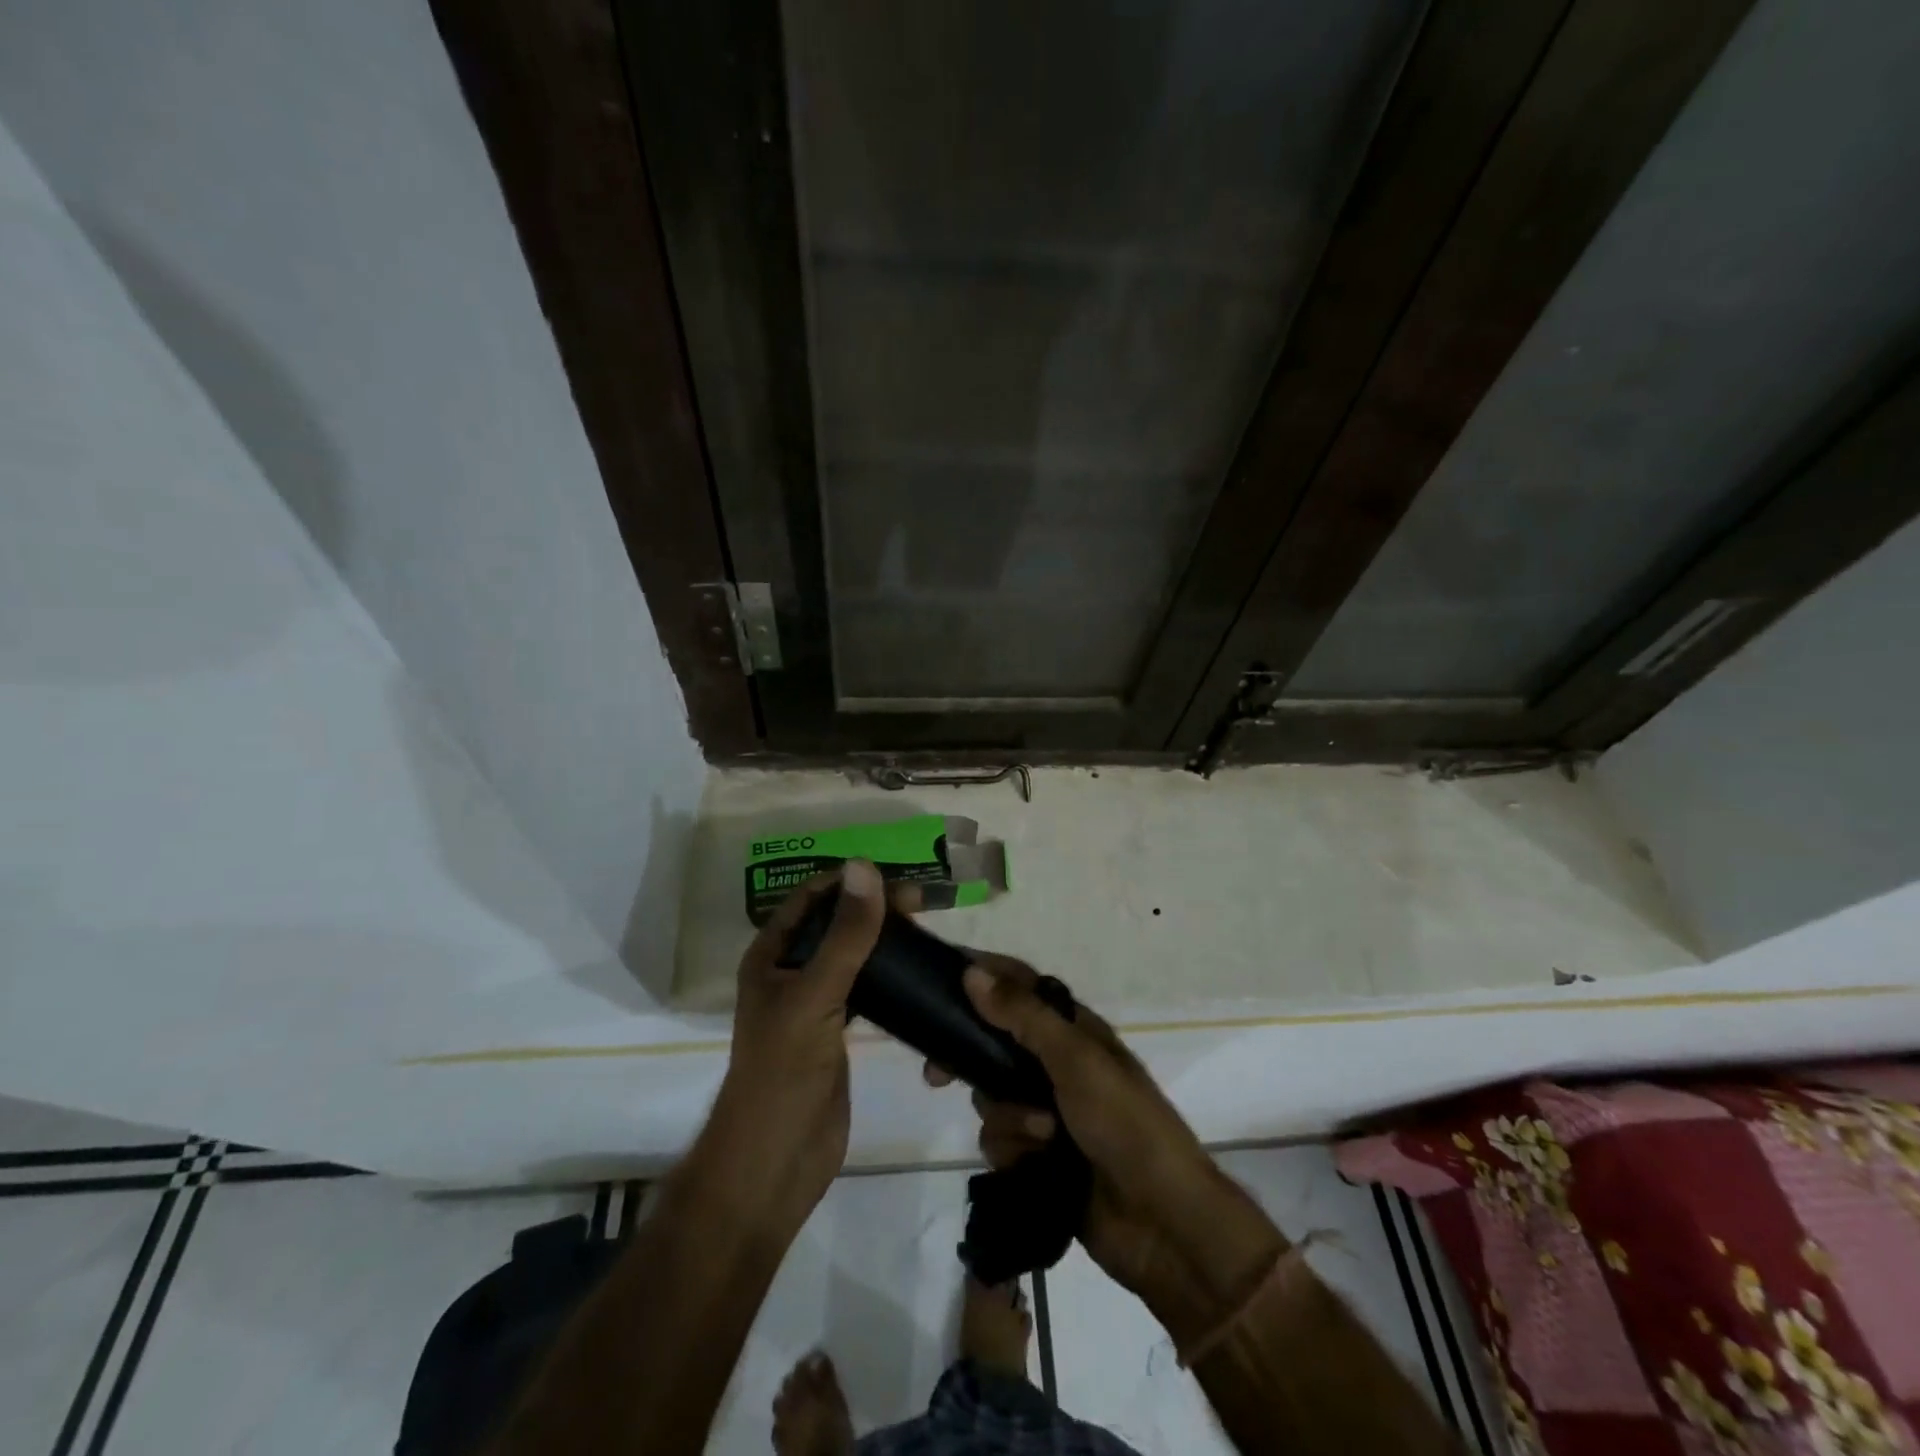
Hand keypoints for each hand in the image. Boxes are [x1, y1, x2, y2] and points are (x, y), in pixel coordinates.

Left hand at [699, 861, 885, 1234]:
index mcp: (771, 956)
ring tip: (925, 931)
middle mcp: (790, 972)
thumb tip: (864, 867)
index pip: (812, 899)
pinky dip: (890, 977)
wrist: (775, 1164)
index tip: (896, 878)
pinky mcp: (837, 1032)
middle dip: (873, 909)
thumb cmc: (783, 1073)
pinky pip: (867, 991)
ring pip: (853, 956)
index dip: (849, 882)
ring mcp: (814, 1003)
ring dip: (884, 941)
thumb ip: (845, 935)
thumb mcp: (815, 996)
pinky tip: (918, 973)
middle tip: (922, 905)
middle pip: (835, 924)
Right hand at [931, 958, 1285, 1340]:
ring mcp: (1046, 1111)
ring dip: (1008, 1118)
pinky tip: (1036, 1164)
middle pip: (992, 1045)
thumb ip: (1023, 1016)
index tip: (939, 981)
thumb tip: (972, 973)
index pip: (1018, 986)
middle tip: (936, 1075)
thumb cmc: (1125, 1124)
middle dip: (970, 1062)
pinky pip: (999, 1141)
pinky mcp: (1038, 1156)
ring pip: (990, 1098)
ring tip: (1042, 1136)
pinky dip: (1013, 1151)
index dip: (982, 978)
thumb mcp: (1076, 1060)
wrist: (1162, 1222)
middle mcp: (1055, 1064)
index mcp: (1072, 1030)